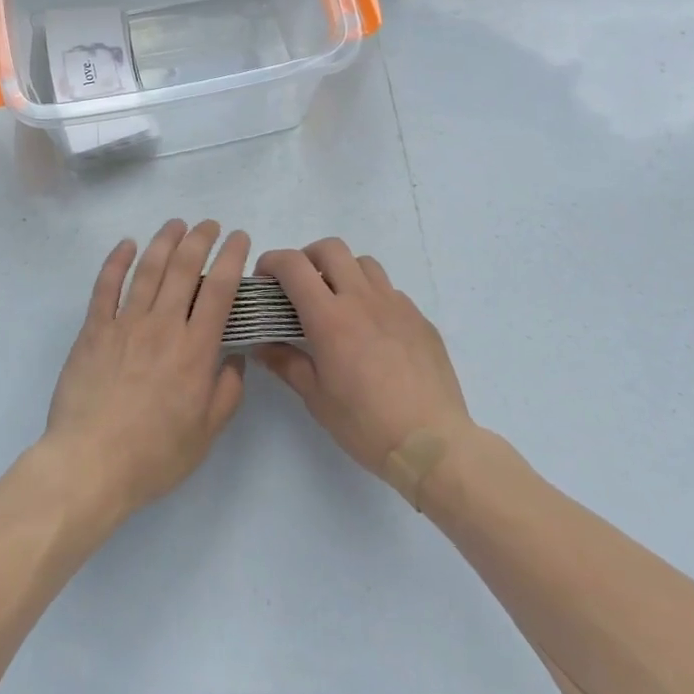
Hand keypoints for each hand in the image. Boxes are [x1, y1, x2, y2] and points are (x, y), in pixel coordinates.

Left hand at [41, 219, 249, 525]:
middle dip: (201, 238)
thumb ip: (228, 392)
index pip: (220, 289)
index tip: (239, 237)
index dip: (231, 256)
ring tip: (176, 224)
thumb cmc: (153, 455)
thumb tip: (235, 357)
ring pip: (148, 268)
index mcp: (195, 350)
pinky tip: (127, 244)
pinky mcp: (94, 329)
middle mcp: (163, 326)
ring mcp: (126, 323)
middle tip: (209, 224)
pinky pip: (106, 285)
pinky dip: (117, 260)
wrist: (90, 464)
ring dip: (165, 240)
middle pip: (184, 267)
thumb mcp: (206, 433)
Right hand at [254, 238, 472, 476]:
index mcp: (329, 317)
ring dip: (343, 271)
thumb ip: (286, 362)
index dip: (272, 262)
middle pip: (330, 248)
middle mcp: (362, 299)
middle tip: (300, 286)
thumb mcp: (316, 398)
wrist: (433, 444)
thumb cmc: (366, 424)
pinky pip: (390, 291)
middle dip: (307, 257)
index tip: (264, 279)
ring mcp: (395, 305)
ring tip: (338, 302)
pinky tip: (372, 330)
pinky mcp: (419, 318)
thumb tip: (260, 345)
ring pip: (363, 263)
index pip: (294, 265)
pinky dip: (372, 297)